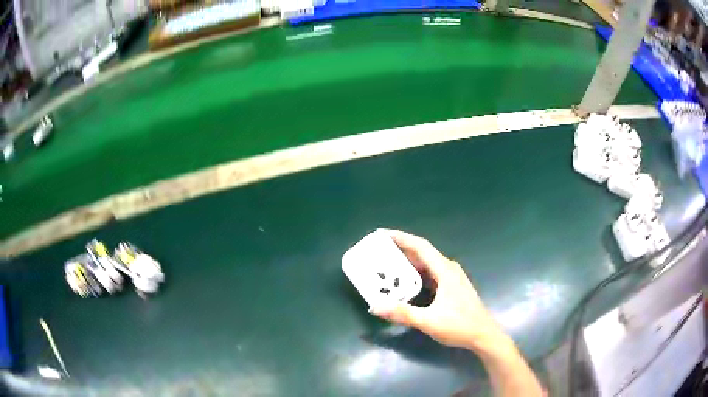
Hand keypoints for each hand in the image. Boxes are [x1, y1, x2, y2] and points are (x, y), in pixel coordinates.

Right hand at [369, 229, 507, 352]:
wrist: (483, 335)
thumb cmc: (460, 326)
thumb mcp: (429, 321)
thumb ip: (402, 313)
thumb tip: (375, 306)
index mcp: (445, 270)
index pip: (421, 246)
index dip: (401, 238)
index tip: (383, 234)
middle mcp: (449, 269)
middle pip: (422, 253)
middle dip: (401, 249)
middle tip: (379, 250)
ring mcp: (452, 278)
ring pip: (427, 264)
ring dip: (408, 262)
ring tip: (388, 264)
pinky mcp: (452, 287)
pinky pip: (430, 274)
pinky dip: (416, 274)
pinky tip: (405, 282)